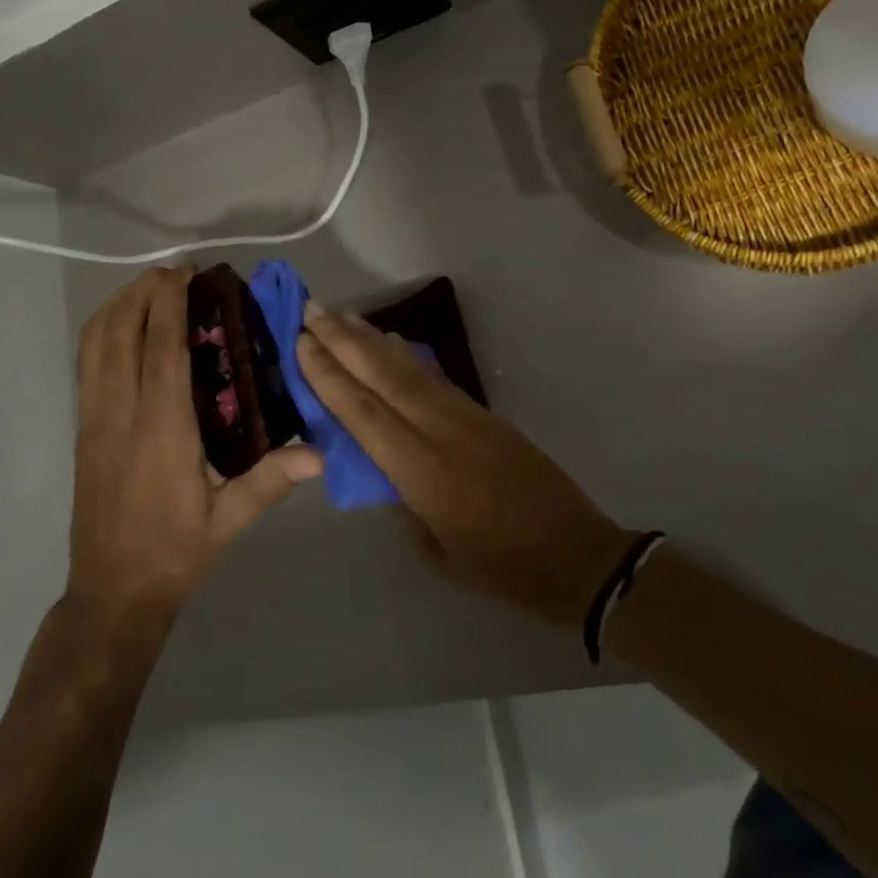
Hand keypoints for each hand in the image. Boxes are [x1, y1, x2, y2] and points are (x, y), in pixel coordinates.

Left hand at [66, 268, 321, 635]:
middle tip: (174, 273)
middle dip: (141, 293)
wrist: (111, 594)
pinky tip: (122, 328)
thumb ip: (270, 481)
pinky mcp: (82, 430)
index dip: (169, 303)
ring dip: (117, 307)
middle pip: (119, 334)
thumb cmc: (175, 552)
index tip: (186, 273)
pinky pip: (86, 366)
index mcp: (160, 430)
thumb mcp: (229, 521)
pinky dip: (101, 333)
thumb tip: (320, 455)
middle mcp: (120, 414)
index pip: (161, 349)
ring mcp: (94, 420)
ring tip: (147, 289)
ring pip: (94, 345)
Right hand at [298, 303, 634, 632]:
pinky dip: (408, 356)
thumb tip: (381, 469)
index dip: (329, 375)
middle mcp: (439, 430)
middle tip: (311, 308)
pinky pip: (435, 377)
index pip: (363, 413)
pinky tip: (392, 342)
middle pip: (382, 376)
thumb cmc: (501, 570)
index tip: (301, 342)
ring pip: (409, 369)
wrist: (576, 554)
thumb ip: (402, 504)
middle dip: (343, 340)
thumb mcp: (436, 553)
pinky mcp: (485, 414)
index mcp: (421, 471)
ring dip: (372, 339)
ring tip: (342, 315)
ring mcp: (466, 416)